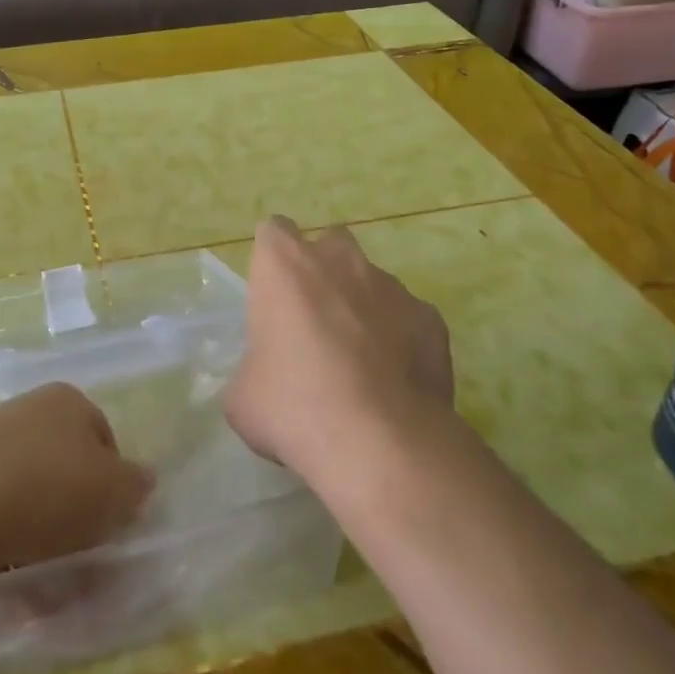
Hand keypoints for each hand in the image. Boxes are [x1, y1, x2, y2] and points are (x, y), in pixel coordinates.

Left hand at [0, 382, 154, 575]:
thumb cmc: (49, 489)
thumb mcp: (113, 491)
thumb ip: (135, 485)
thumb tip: (142, 480)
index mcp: (68, 400)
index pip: (104, 439)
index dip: (112, 484)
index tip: (107, 523)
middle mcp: (27, 408)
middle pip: (63, 464)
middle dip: (72, 510)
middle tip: (75, 552)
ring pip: (27, 490)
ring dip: (37, 530)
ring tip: (37, 573)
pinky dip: (1, 537)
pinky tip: (1, 567)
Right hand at [227, 216, 454, 481]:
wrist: (380, 442)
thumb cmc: (294, 406)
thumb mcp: (243, 395)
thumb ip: (253, 368)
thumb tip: (265, 378)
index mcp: (285, 265)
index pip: (274, 232)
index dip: (273, 262)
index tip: (273, 297)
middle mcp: (339, 260)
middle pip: (329, 244)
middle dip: (323, 272)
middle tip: (315, 321)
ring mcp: (391, 285)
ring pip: (372, 281)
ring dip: (362, 307)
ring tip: (359, 361)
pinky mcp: (431, 318)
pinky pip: (407, 317)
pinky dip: (400, 338)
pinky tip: (393, 380)